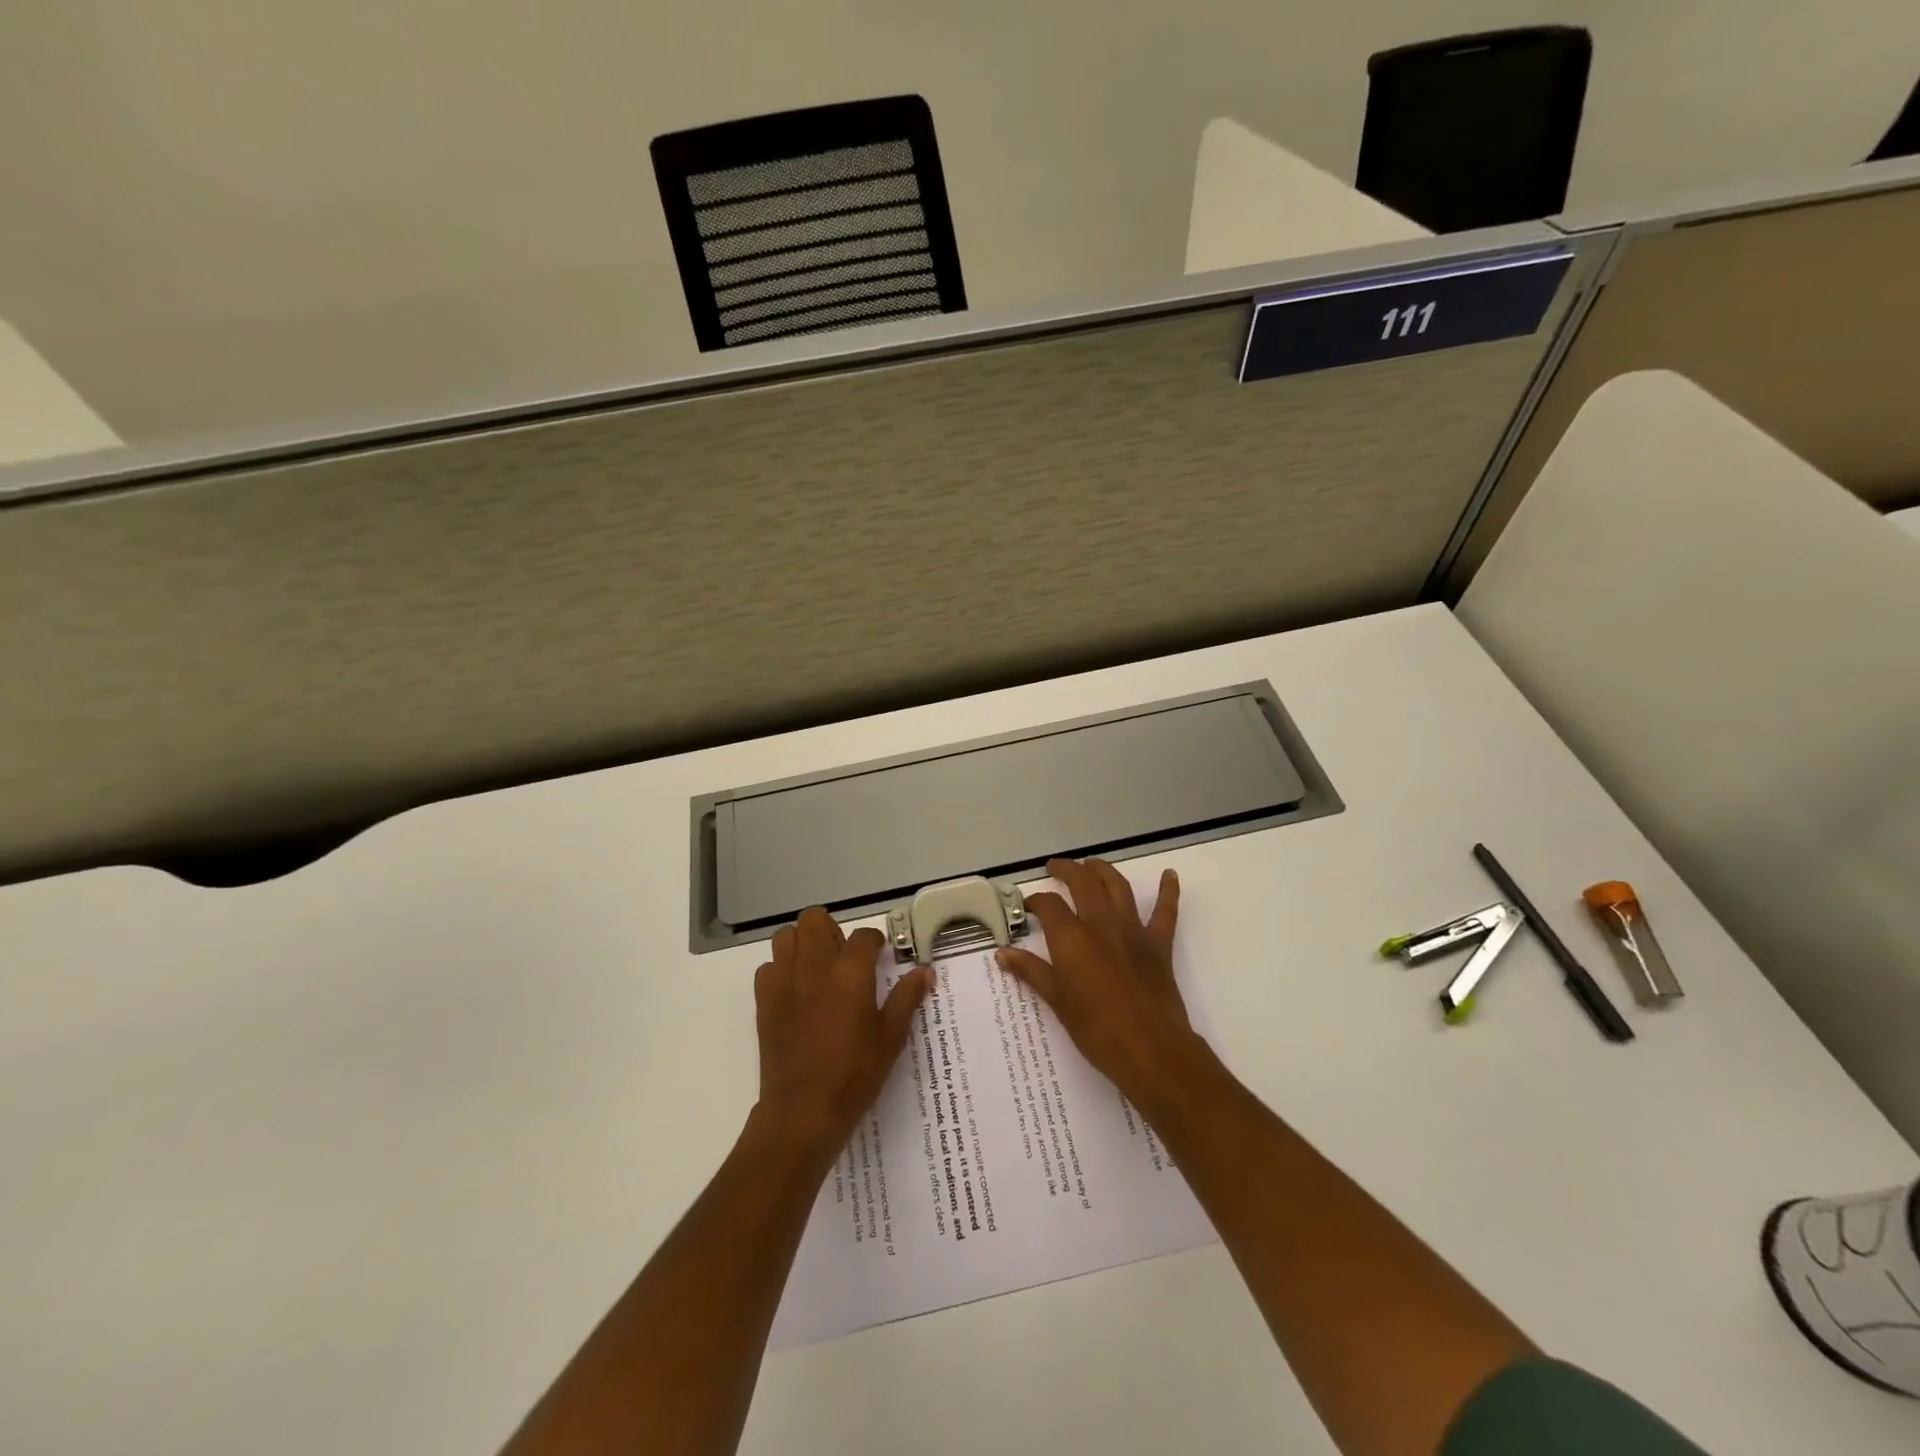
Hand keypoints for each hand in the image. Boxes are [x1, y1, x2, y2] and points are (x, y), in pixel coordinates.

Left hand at [753, 907, 929, 1155]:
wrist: (804, 1109)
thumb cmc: (855, 1072)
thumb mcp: (891, 1036)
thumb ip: (907, 997)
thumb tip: (925, 971)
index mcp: (850, 971)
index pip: (864, 936)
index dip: (874, 942)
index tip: (879, 955)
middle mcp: (815, 965)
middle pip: (815, 919)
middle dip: (831, 930)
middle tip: (843, 956)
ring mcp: (784, 980)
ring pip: (786, 936)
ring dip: (802, 943)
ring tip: (817, 968)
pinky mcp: (764, 999)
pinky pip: (768, 967)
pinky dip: (781, 970)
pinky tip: (795, 992)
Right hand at [996, 858, 1212, 1114]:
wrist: (1150, 1049)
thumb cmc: (1096, 1030)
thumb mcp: (1057, 1001)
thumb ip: (1031, 971)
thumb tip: (1002, 953)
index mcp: (1072, 938)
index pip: (1049, 905)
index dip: (1036, 900)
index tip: (1029, 906)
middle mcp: (1101, 924)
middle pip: (1083, 882)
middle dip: (1067, 870)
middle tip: (1055, 868)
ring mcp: (1133, 930)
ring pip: (1118, 886)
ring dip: (1103, 870)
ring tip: (1092, 865)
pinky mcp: (1158, 944)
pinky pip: (1165, 912)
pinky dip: (1169, 891)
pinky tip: (1170, 875)